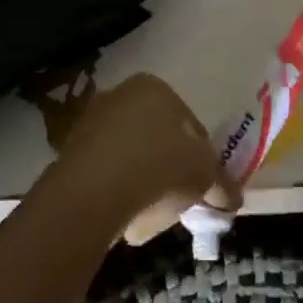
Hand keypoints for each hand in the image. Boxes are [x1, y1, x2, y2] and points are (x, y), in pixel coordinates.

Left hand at [56, 74, 239, 244]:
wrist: (93, 192)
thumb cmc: (158, 168)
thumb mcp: (204, 175)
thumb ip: (221, 183)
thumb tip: (232, 198)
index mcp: (154, 87)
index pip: (190, 123)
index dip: (202, 157)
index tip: (205, 186)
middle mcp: (120, 94)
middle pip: (158, 137)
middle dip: (170, 168)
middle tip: (180, 199)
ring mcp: (92, 120)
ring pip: (132, 155)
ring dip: (144, 181)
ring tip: (152, 213)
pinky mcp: (70, 150)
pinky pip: (107, 171)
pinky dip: (118, 189)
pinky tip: (125, 215)